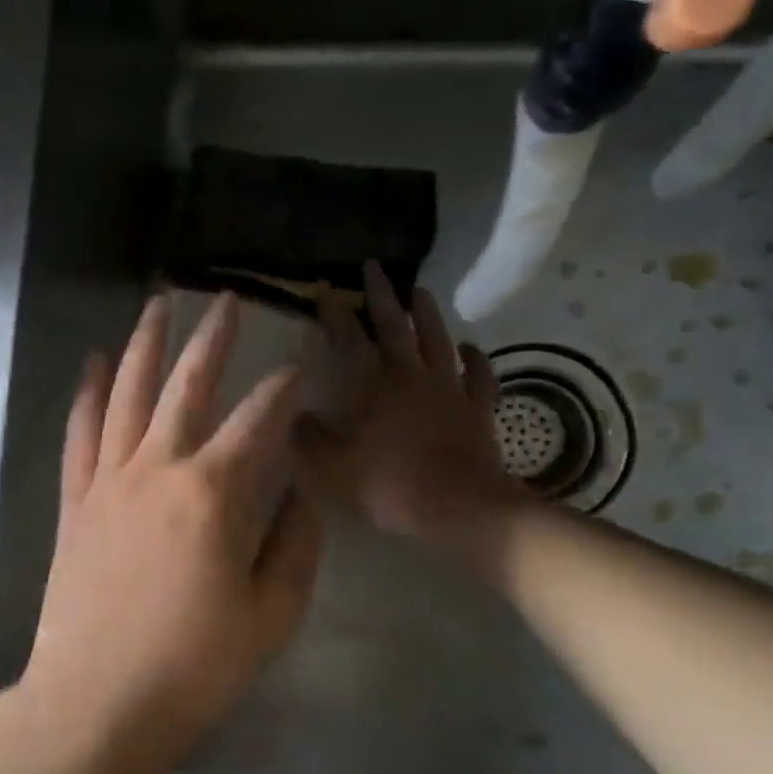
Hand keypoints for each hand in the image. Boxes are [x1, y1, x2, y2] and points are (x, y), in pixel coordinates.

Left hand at [21, 293, 324, 768]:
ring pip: (128, 393)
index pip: (260, 420)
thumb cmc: (193, 666)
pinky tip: (94, 362)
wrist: (96, 701)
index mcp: (214, 493)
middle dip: (214, 338)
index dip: (285, 385)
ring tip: (159, 303)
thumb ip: (295, 543)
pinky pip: (81, 433)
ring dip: (145, 344)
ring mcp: (109, 480)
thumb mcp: (271, 614)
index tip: (300, 359)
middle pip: (189, 385)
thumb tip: (301, 489)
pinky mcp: (76, 500)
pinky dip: (88, 394)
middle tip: (229, 299)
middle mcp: (159, 468)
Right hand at [298, 261, 527, 563]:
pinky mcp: (478, 409)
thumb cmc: (388, 483)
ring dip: (428, 314)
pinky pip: (479, 376)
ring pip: (438, 340)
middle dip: (382, 295)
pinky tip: (470, 347)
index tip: (326, 290)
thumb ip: (309, 438)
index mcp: (372, 384)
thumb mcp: (331, 466)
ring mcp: (449, 389)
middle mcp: (410, 375)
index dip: (336, 313)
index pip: (349, 338)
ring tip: (420, 291)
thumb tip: (293, 416)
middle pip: (395, 326)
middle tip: (375, 268)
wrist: (459, 506)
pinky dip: (476, 359)